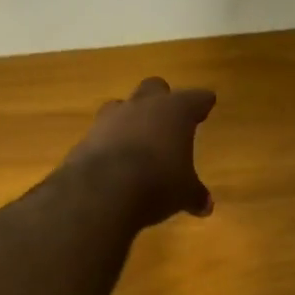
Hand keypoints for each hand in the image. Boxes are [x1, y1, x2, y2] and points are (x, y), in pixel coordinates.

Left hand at [67, 77, 216, 224]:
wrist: (102, 191)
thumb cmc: (157, 183)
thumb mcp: (183, 193)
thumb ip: (194, 194)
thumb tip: (206, 206)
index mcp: (175, 111)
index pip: (196, 98)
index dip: (202, 102)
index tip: (207, 103)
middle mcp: (143, 106)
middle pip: (154, 87)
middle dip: (161, 99)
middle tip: (168, 118)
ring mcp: (111, 118)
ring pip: (123, 105)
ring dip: (130, 118)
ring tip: (137, 138)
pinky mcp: (87, 136)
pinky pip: (101, 132)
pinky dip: (109, 141)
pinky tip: (113, 160)